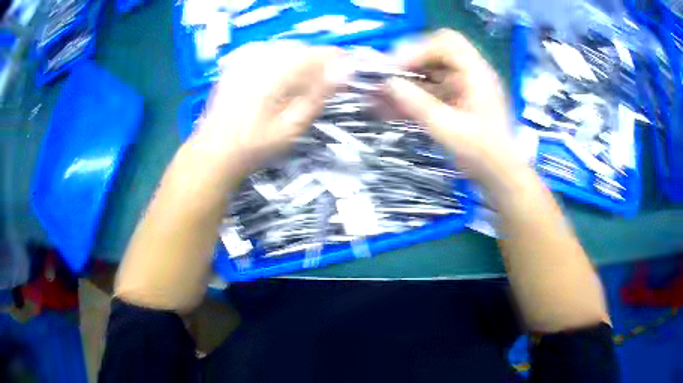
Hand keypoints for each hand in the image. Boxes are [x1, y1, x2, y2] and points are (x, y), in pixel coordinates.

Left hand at [193, 41, 341, 175]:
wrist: (214, 150)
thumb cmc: (255, 144)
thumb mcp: (292, 126)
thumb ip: (319, 94)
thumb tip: (344, 70)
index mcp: (276, 70)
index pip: (318, 53)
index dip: (336, 61)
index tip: (346, 74)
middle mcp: (261, 56)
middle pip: (302, 49)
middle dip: (316, 65)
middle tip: (321, 88)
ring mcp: (246, 57)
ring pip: (286, 50)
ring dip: (298, 64)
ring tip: (298, 88)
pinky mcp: (237, 62)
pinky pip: (268, 53)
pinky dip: (279, 64)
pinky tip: (276, 84)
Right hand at [385, 29, 518, 187]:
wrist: (500, 177)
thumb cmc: (482, 154)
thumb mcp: (448, 129)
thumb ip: (417, 104)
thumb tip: (388, 84)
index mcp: (477, 74)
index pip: (446, 42)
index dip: (418, 49)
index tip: (396, 68)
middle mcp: (472, 74)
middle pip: (436, 53)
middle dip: (409, 63)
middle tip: (387, 78)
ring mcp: (465, 87)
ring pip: (432, 72)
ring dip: (407, 81)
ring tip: (383, 95)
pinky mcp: (459, 100)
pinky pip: (432, 90)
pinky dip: (414, 95)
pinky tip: (394, 108)